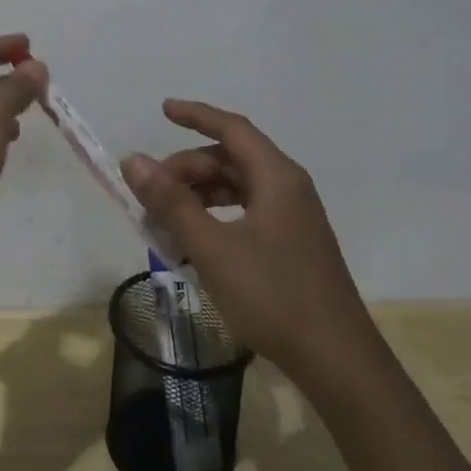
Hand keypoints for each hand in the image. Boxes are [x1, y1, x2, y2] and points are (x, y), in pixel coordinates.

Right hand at [120, 100, 367, 381]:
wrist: (337, 361)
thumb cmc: (274, 295)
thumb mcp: (213, 248)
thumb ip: (171, 203)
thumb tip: (134, 161)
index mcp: (276, 177)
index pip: (232, 128)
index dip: (196, 115)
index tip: (163, 110)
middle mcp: (288, 188)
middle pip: (231, 159)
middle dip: (188, 170)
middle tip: (150, 193)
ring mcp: (294, 218)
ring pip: (238, 188)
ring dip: (199, 196)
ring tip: (164, 221)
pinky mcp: (293, 245)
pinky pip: (247, 213)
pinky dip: (216, 218)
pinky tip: (194, 244)